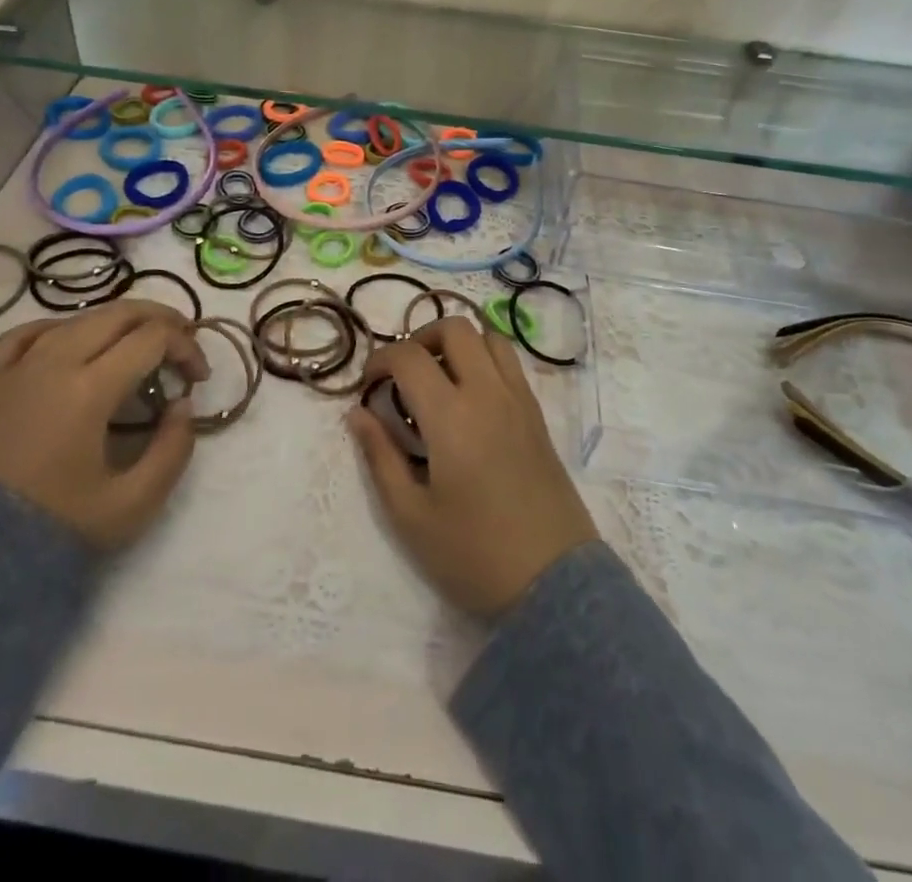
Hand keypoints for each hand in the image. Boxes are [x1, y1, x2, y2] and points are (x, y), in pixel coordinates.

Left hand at [0, 300, 208, 551]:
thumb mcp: (133, 504)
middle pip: (119, 313)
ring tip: (135, 343)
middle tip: (182, 342)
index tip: (198, 377)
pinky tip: (72, 342)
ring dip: (117, 322)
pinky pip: (28, 333)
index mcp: (89, 389)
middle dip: (161, 320)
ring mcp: (14, 365)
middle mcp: (52, 362)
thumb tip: (183, 405)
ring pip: (77, 318)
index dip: (186, 347)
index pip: (153, 338)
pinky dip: (62, 329)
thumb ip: (173, 450)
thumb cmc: (53, 528)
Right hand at [348, 318, 596, 618]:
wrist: (554, 584)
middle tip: (403, 374)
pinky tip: (470, 396)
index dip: (380, 360)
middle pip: (454, 328)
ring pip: (488, 336)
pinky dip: (484, 358)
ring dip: (457, 343)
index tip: (368, 386)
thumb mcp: (411, 516)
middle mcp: (488, 394)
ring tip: (438, 377)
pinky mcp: (538, 415)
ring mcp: (519, 400)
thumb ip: (380, 457)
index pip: (409, 357)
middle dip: (420, 338)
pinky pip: (510, 362)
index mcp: (452, 416)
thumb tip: (357, 414)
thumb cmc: (474, 554)